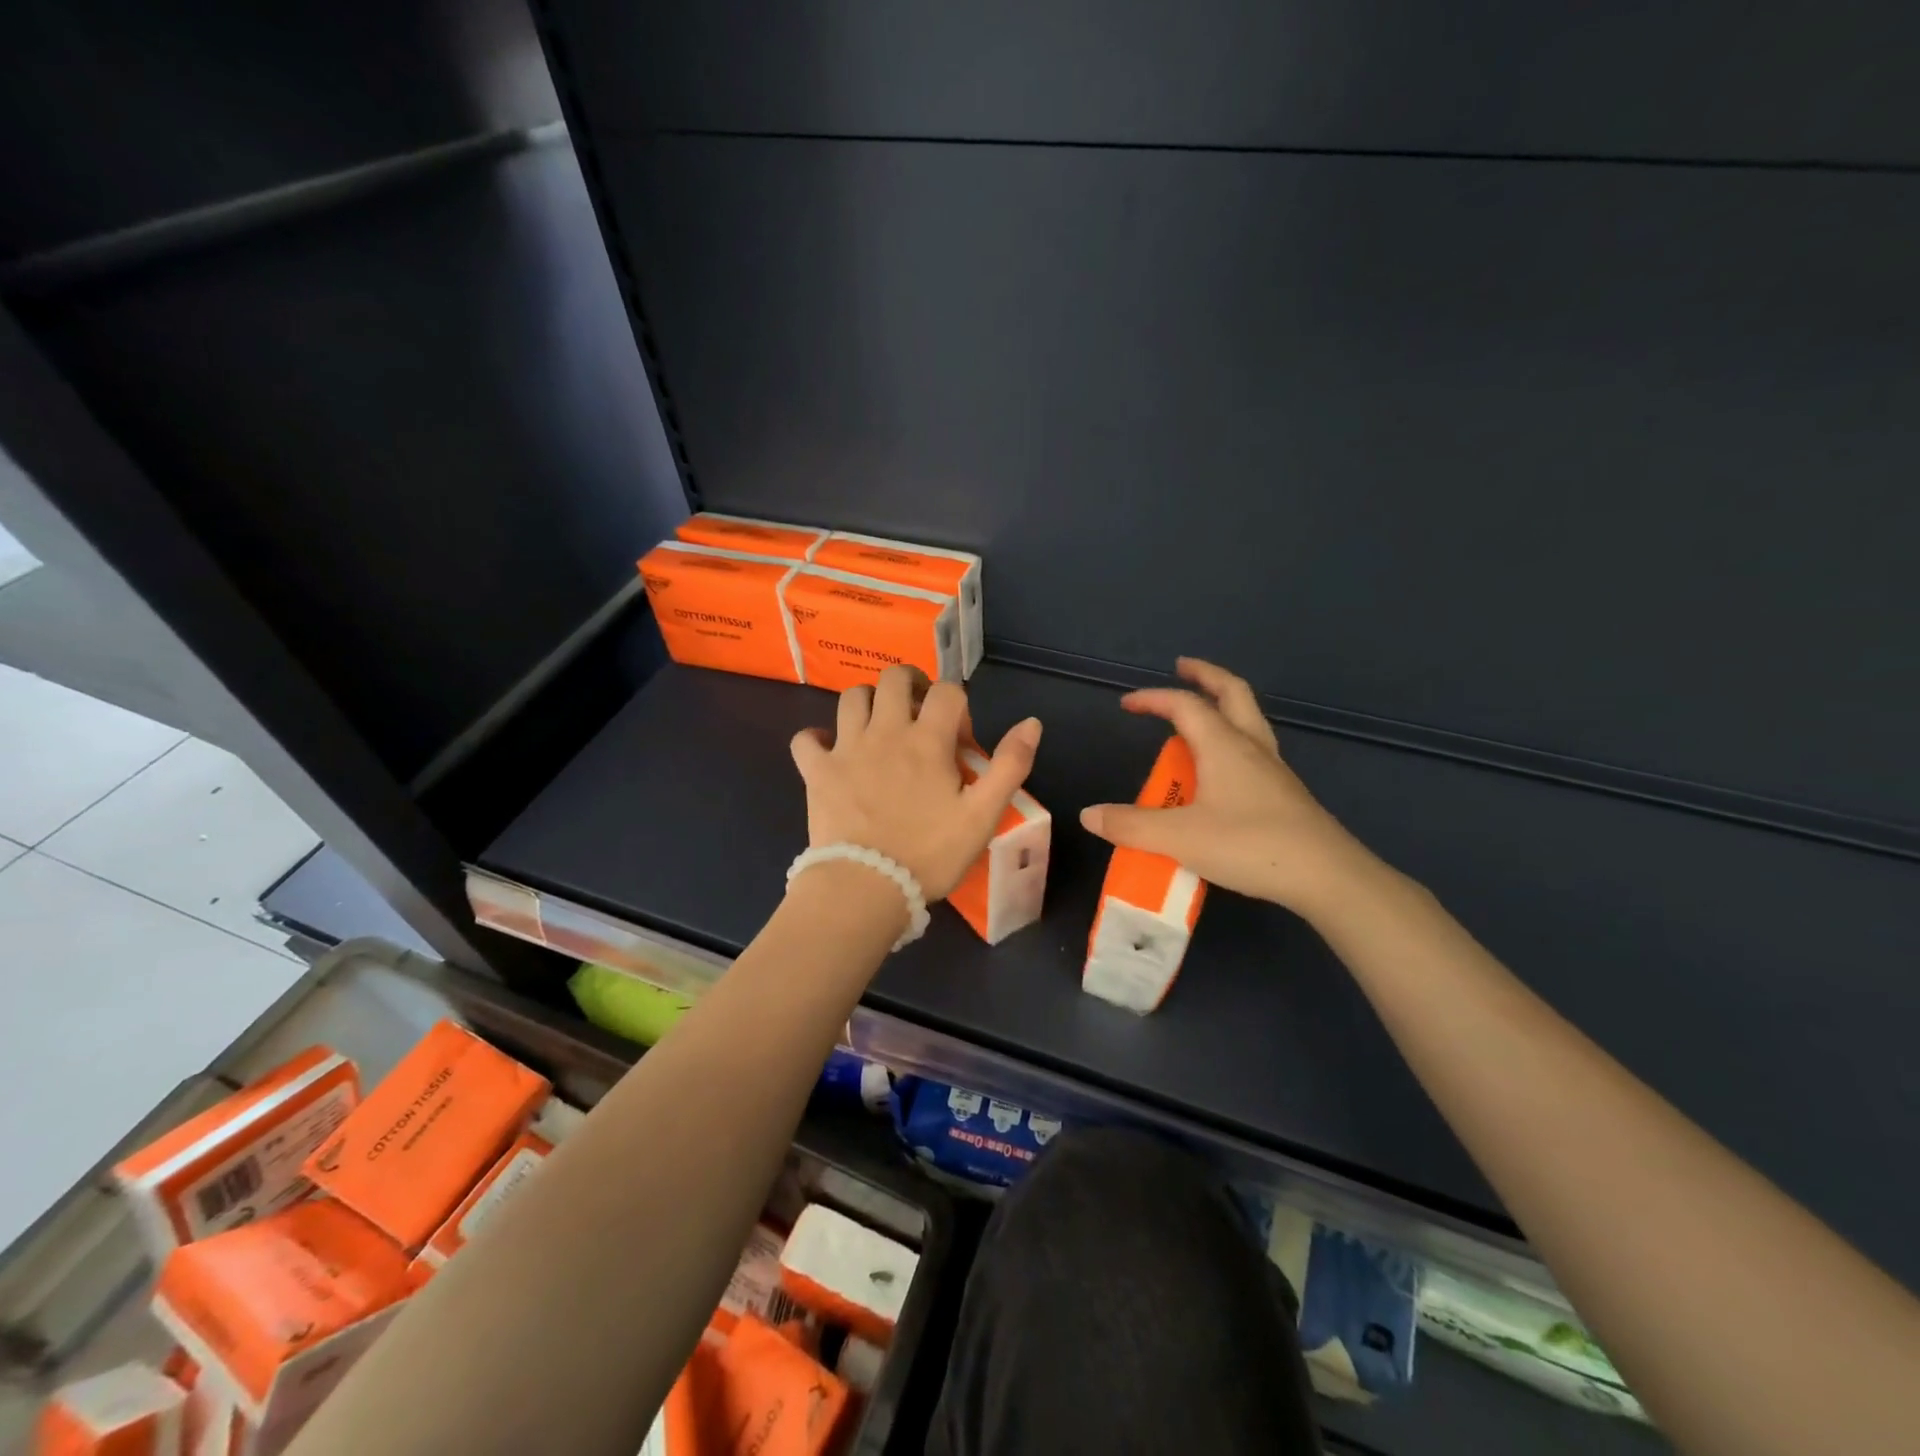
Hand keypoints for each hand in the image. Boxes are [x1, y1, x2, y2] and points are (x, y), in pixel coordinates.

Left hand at [790, 666, 1042, 900]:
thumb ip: (1010, 766)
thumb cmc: (929, 853)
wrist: (866, 887)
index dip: (958, 705)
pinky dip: (817, 738)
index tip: (959, 740)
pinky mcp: (816, 771)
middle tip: (919, 713)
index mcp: (927, 740)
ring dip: (869, 703)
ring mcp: (846, 748)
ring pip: (852, 698)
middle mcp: (885, 731)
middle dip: (912, 684)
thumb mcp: (983, 815)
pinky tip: (830, 751)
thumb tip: (1031, 723)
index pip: (947, 691)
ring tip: (880, 727)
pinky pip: (806, 739)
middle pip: (894, 678)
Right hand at [1078, 658, 1374, 914]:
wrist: (1325, 876)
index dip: (1153, 699)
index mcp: (1224, 745)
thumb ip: (1131, 825)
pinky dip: (1232, 740)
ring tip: (1198, 715)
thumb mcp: (1179, 838)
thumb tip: (1089, 815)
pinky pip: (1253, 749)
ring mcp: (1273, 769)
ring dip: (1222, 705)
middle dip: (1205, 675)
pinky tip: (1221, 769)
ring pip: (1248, 719)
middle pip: (1232, 692)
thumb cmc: (1249, 845)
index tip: (1127, 704)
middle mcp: (1251, 747)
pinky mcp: (1284, 793)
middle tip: (1183, 667)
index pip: (1184, 705)